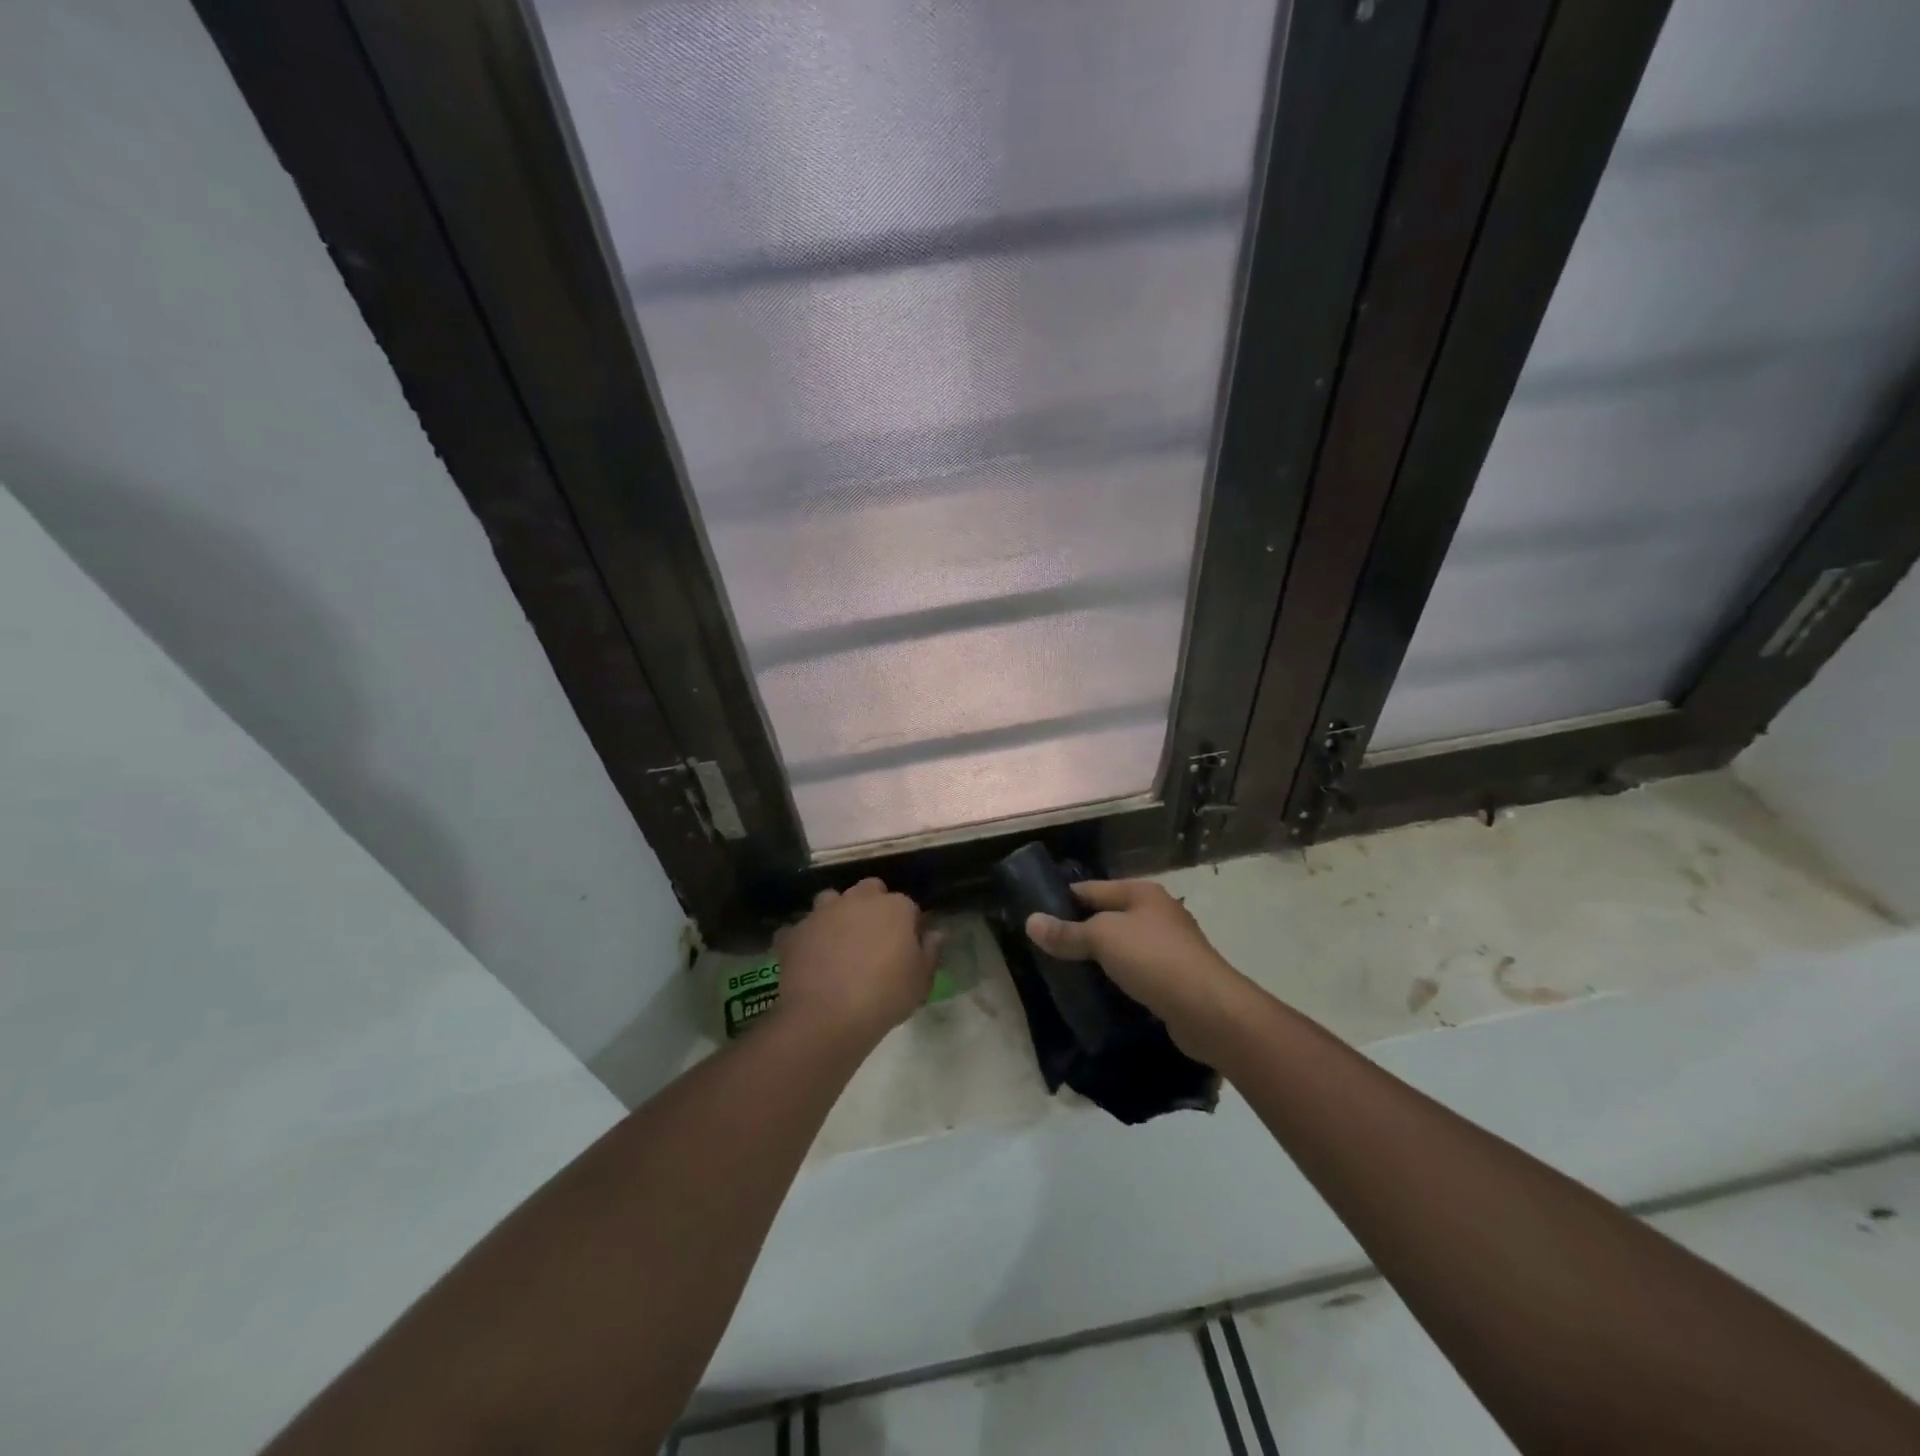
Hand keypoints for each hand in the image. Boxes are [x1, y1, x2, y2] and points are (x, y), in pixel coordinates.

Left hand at [773, 878, 941, 1046]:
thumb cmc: (885, 996)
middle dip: (872, 906)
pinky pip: (799, 929)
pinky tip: (807, 957)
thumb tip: (935, 933)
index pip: (908, 906)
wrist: (827, 1016)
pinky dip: (803, 939)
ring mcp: (822, 913)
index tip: (907, 946)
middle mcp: (858, 900)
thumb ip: (931, 952)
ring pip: (831, 900)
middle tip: (873, 938)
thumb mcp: (921, 981)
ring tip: (838, 942)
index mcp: (895, 907)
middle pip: (869, 890)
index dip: (908, 925)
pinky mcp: (794, 932)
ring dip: (836, 914)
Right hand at [1025, 879, 1241, 1052]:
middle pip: (1107, 917)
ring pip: (1122, 946)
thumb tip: (1030, 922)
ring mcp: (1169, 946)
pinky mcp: (1174, 978)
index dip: (1062, 899)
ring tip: (1066, 972)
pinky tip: (1099, 992)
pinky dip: (1117, 978)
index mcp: (1141, 892)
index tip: (1035, 917)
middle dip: (1079, 931)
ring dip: (1098, 958)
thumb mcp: (1102, 938)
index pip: (1091, 889)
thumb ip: (1067, 932)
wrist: (1207, 1009)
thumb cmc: (1153, 958)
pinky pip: (1135, 971)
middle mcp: (1157, 913)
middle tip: (1046, 949)